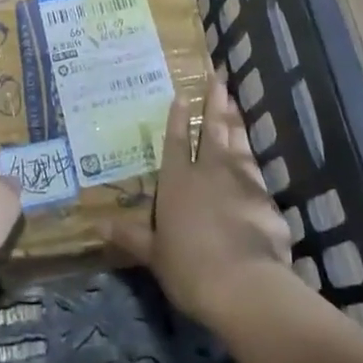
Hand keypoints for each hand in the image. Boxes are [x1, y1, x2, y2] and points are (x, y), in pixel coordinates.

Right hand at [104, 74, 292, 328]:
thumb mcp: (153, 254)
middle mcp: (209, 171)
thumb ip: (130, 236)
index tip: (182, 94)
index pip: (176, 140)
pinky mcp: (265, 199)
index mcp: (177, 180)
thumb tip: (97, 226)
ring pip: (237, 143)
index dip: (178, 117)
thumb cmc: (188, 267)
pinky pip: (257, 172)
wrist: (243, 285)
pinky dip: (253, 160)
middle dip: (214, 103)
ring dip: (235, 122)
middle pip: (212, 129)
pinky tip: (254, 157)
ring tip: (234, 102)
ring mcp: (240, 181)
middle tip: (218, 78)